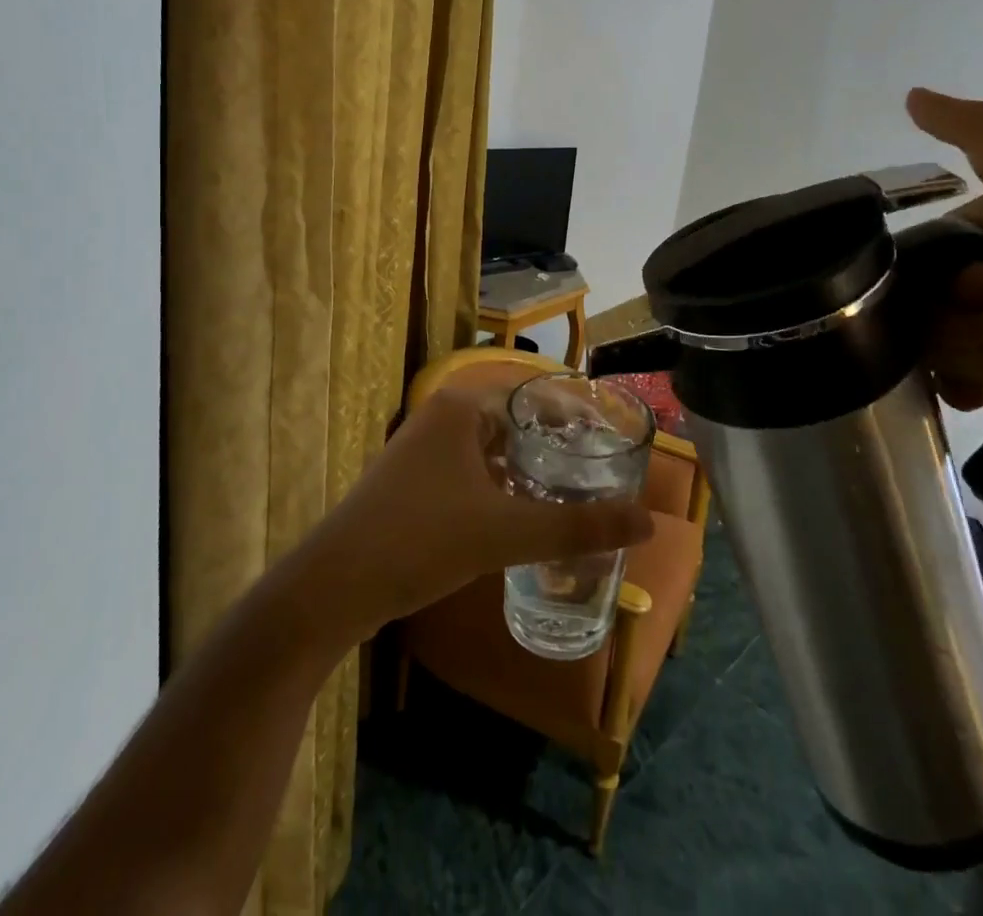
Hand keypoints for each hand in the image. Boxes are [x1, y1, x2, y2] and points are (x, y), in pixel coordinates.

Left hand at [295, 385, 654, 643]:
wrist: (334, 586)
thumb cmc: (422, 540)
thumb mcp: (506, 532)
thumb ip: (577, 526)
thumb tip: (648, 521)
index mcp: (461, 408)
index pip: (532, 396)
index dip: (574, 416)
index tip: (609, 440)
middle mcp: (439, 418)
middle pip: (513, 422)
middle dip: (553, 446)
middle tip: (597, 472)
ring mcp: (420, 450)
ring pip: (490, 450)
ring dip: (526, 470)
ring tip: (568, 494)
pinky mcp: (411, 483)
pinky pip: (469, 472)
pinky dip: (499, 487)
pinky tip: (519, 517)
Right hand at [908, 88, 982, 472]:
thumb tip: (912, 94)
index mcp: (981, 235)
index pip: (918, 261)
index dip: (953, 280)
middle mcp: (975, 277)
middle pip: (920, 306)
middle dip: (971, 321)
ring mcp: (981, 326)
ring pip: (932, 344)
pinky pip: (942, 379)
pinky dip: (974, 383)